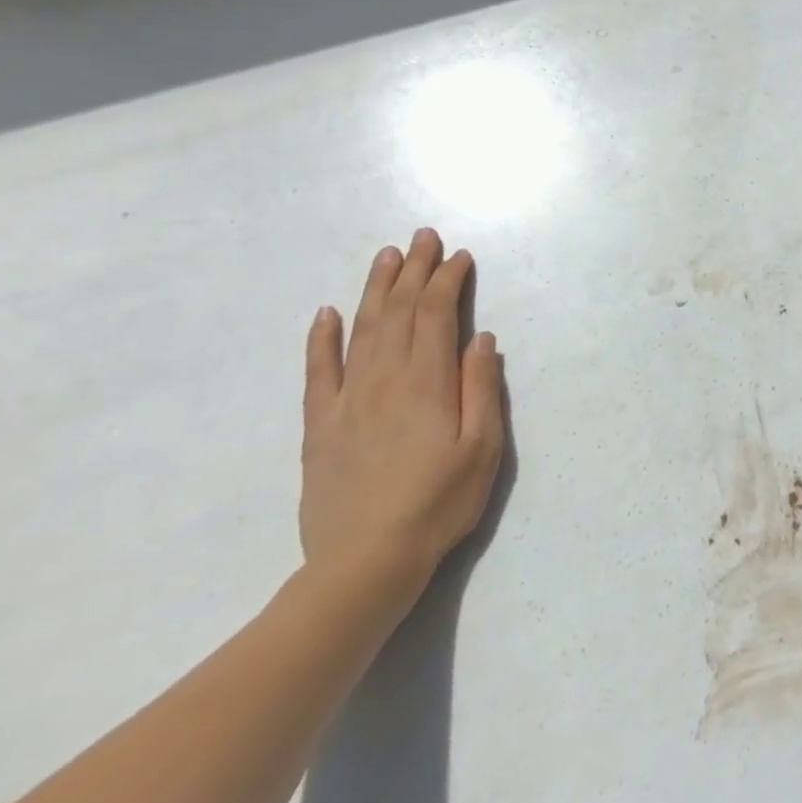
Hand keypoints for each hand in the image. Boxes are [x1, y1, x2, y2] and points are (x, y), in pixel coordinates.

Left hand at [299, 229, 506, 613]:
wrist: (364, 565)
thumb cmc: (438, 504)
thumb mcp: (482, 448)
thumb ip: (482, 388)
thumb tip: (481, 339)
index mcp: (427, 383)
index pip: (436, 315)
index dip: (448, 281)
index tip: (459, 256)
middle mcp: (385, 379)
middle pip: (399, 312)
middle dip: (414, 271)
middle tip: (423, 237)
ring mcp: (348, 400)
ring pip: (363, 330)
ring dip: (376, 289)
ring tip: (387, 257)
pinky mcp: (321, 425)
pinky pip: (318, 371)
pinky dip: (321, 339)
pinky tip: (326, 313)